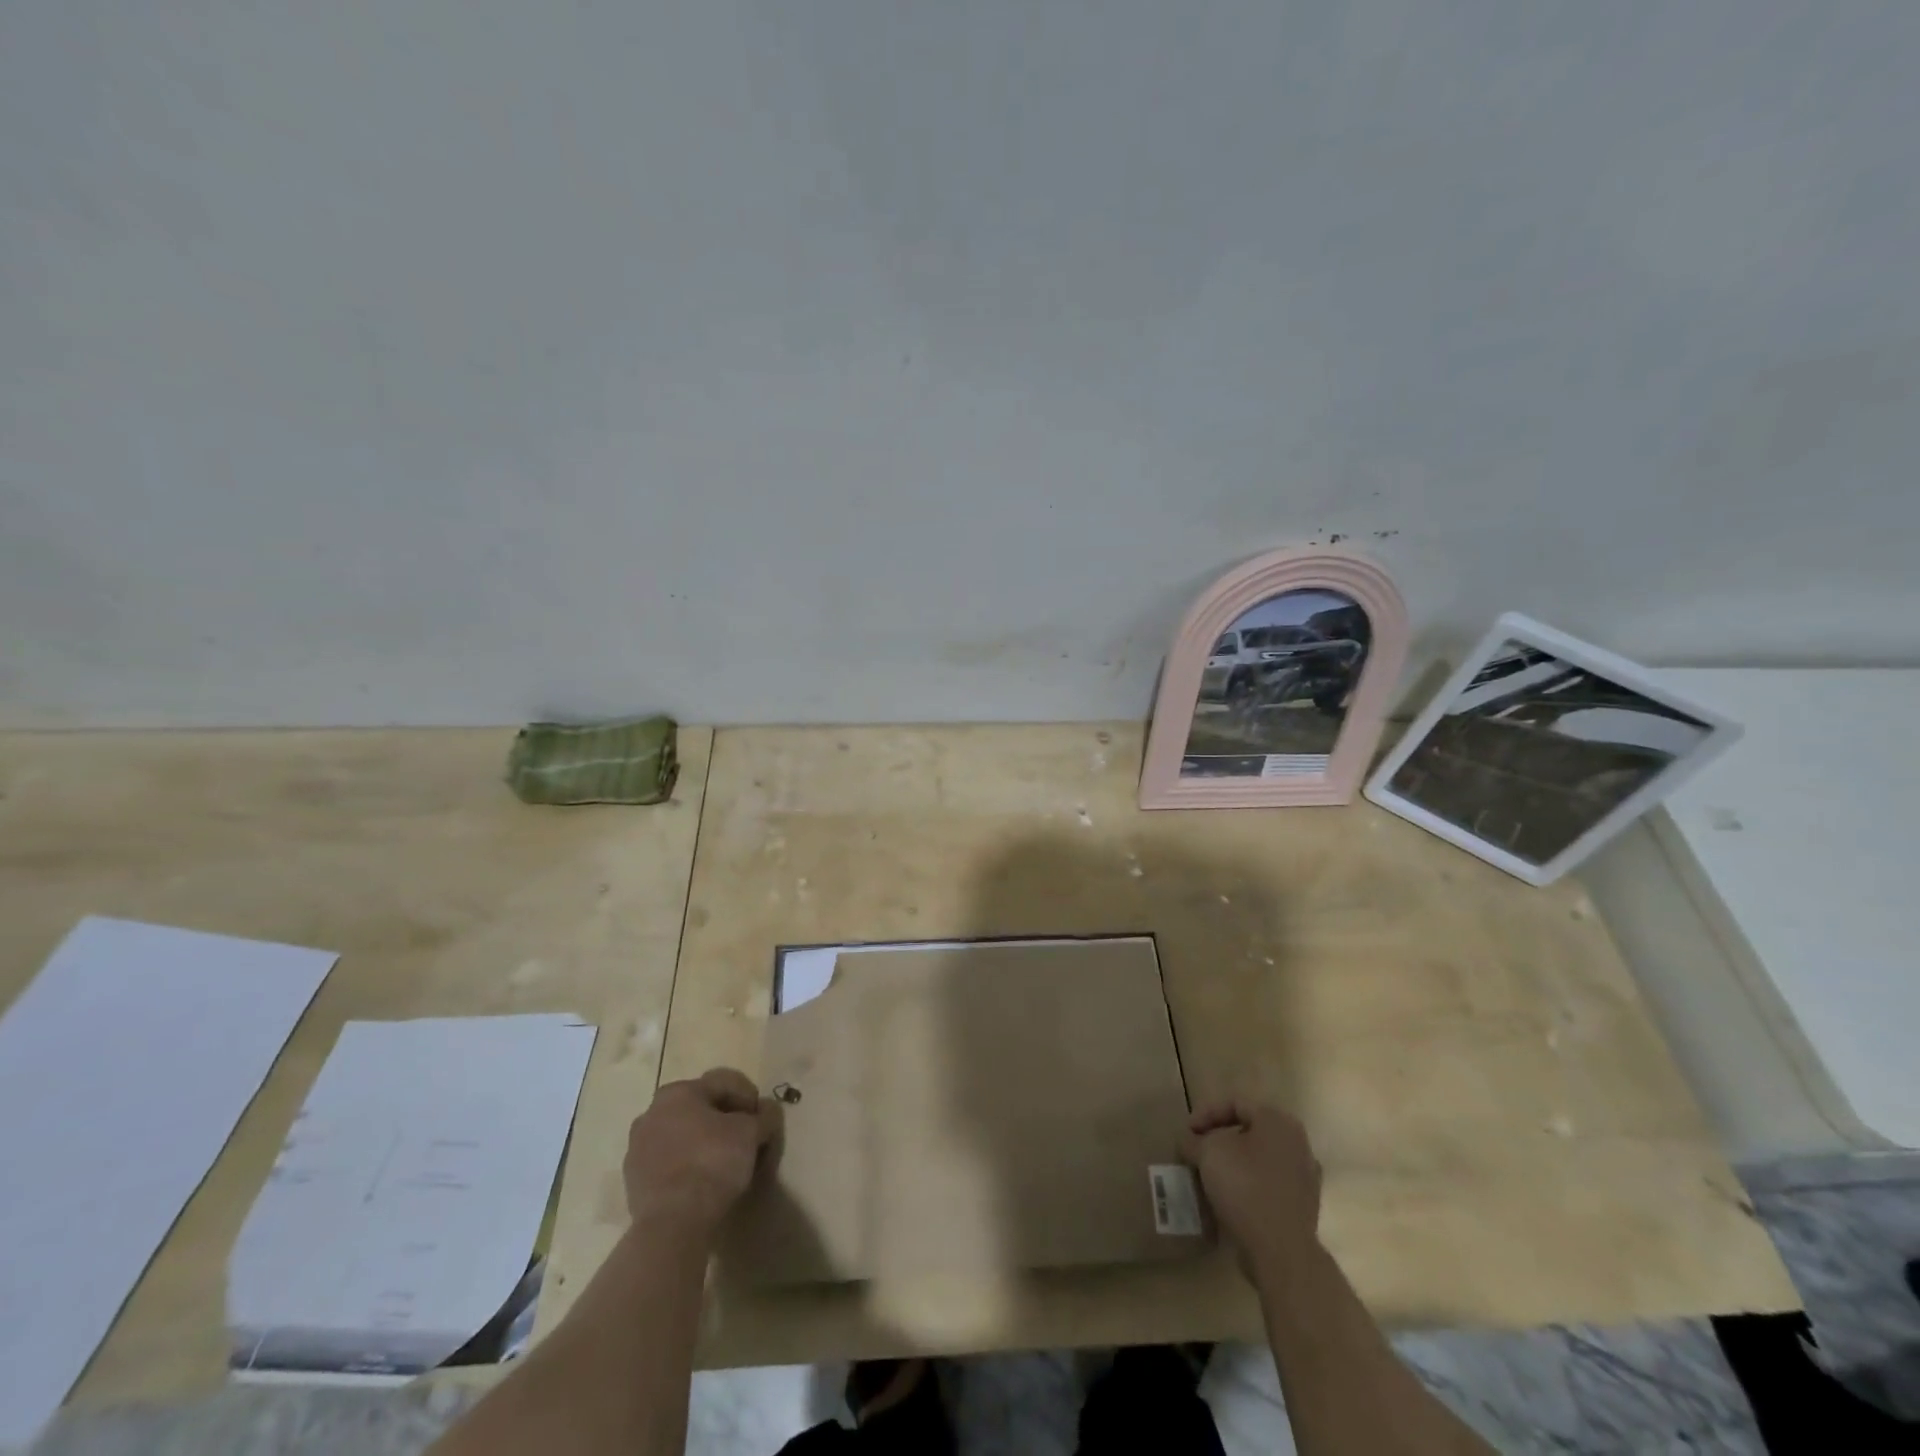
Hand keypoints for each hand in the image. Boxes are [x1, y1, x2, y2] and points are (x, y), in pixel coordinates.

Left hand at [623, 1067, 781, 1235]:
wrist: (672, 1223)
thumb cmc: (713, 1162)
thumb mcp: (752, 1133)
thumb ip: (764, 1116)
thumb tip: (767, 1112)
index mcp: (678, 1092)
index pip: (723, 1082)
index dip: (748, 1096)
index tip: (762, 1119)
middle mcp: (652, 1112)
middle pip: (699, 1107)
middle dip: (724, 1118)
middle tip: (745, 1138)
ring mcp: (638, 1147)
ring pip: (681, 1134)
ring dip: (702, 1141)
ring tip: (724, 1162)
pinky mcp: (633, 1180)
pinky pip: (668, 1161)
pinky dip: (686, 1164)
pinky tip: (702, 1181)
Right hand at [1182, 1100, 1322, 1278]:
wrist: (1281, 1253)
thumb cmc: (1245, 1187)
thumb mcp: (1208, 1152)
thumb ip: (1193, 1140)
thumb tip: (1187, 1141)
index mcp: (1278, 1121)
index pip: (1235, 1103)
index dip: (1205, 1113)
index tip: (1186, 1132)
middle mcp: (1297, 1144)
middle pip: (1248, 1132)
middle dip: (1218, 1140)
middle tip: (1195, 1151)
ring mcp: (1304, 1178)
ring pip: (1258, 1160)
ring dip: (1231, 1164)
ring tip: (1207, 1176)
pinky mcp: (1302, 1208)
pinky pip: (1267, 1186)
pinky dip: (1246, 1187)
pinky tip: (1227, 1200)